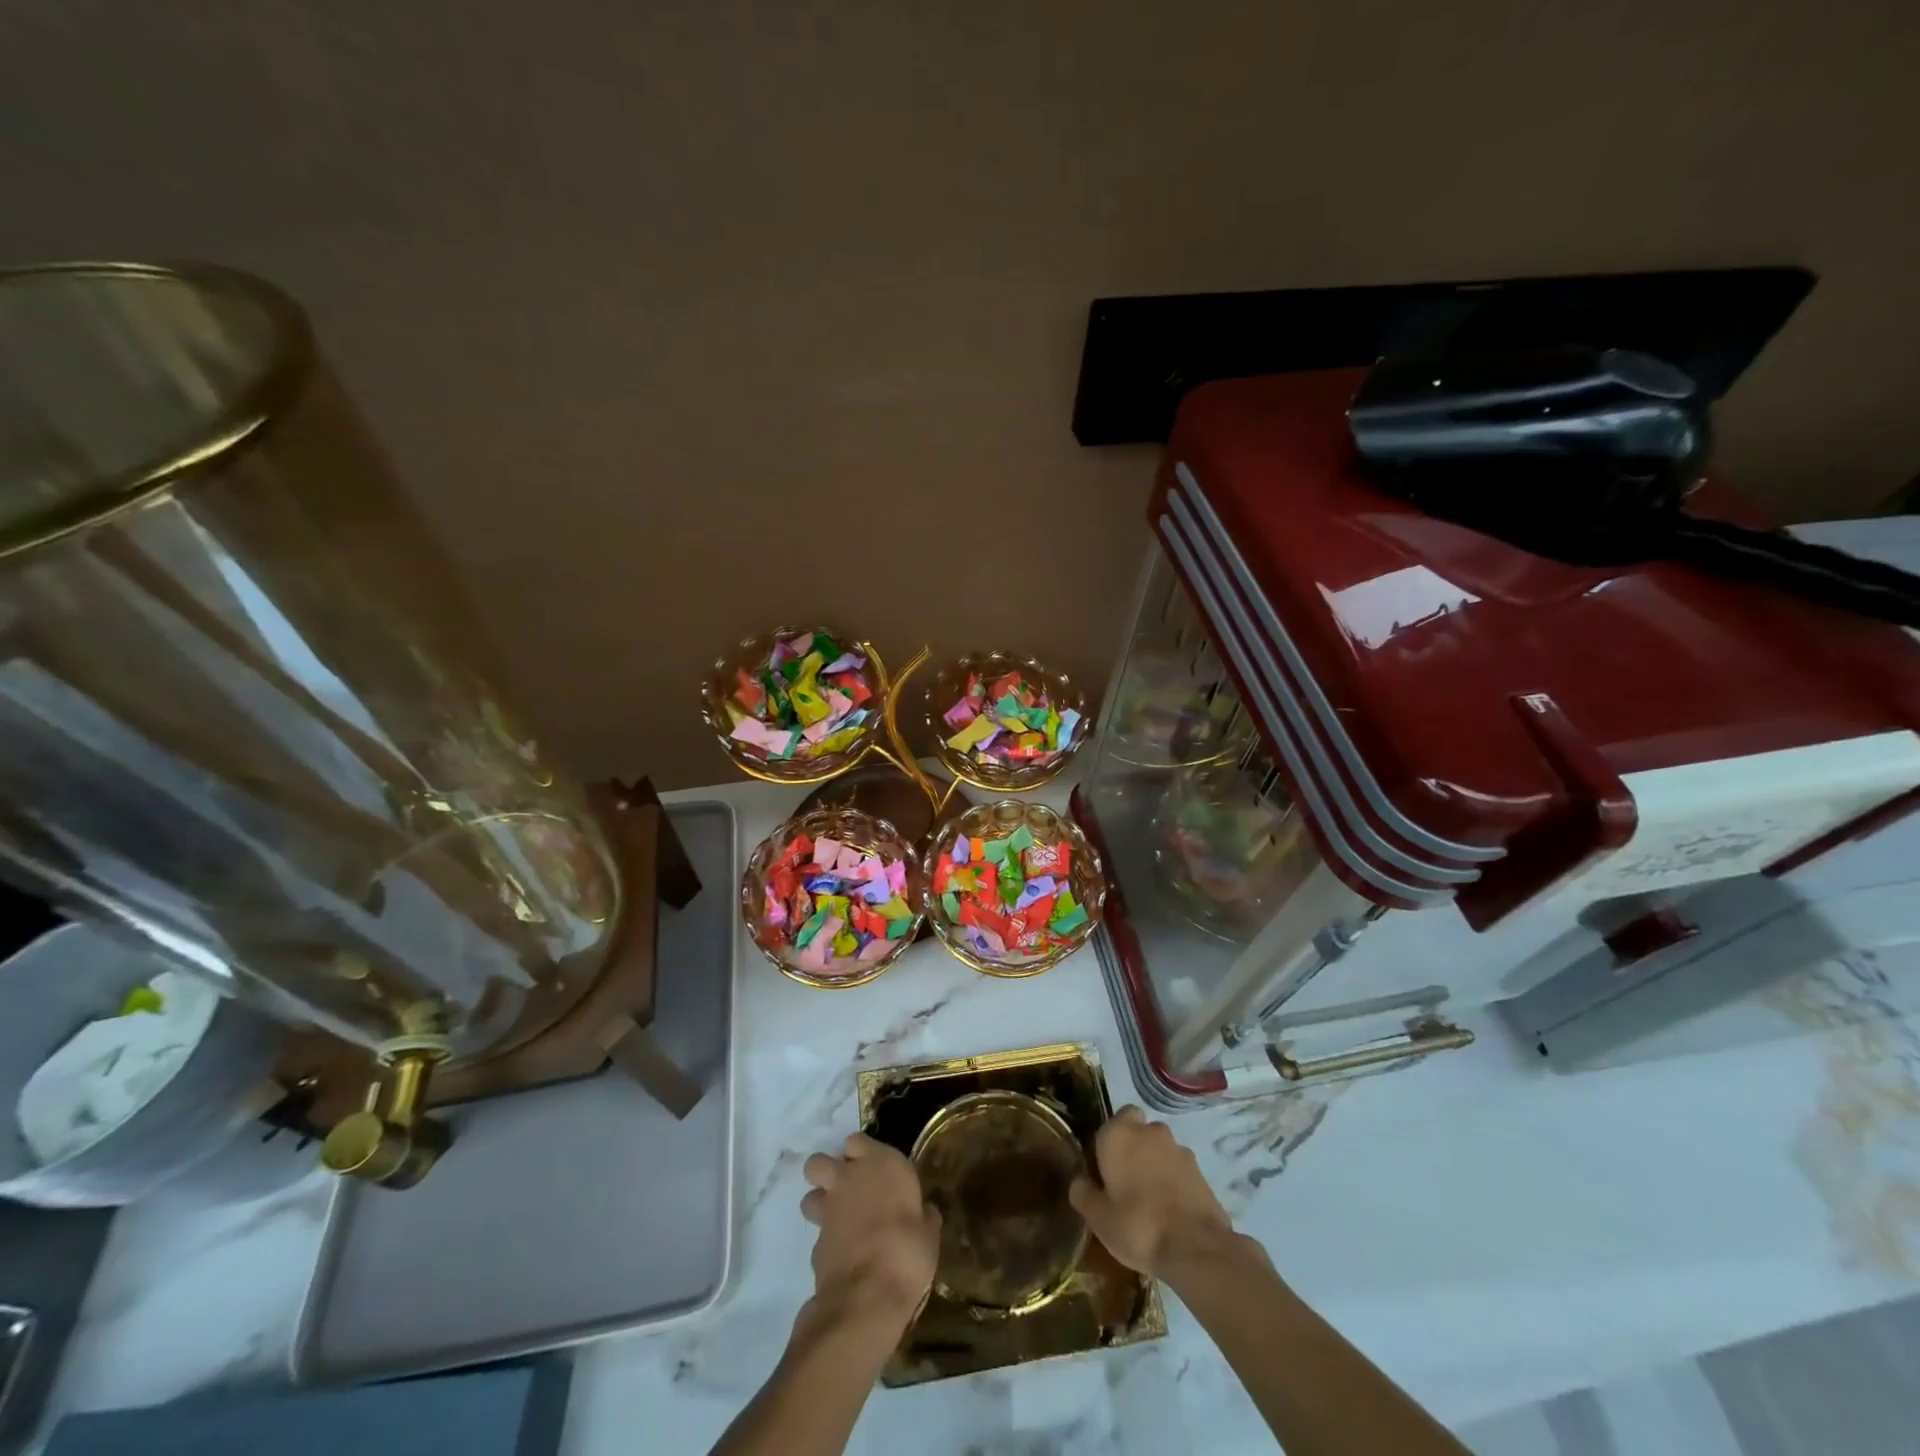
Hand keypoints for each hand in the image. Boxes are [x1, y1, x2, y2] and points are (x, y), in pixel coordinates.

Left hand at [801, 1133, 940, 1331]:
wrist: (868, 1296)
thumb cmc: (908, 1252)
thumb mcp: (928, 1235)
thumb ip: (923, 1218)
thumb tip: (926, 1213)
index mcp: (881, 1164)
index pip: (857, 1140)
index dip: (860, 1154)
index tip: (873, 1168)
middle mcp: (849, 1179)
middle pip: (818, 1162)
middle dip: (826, 1173)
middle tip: (846, 1190)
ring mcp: (827, 1212)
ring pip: (810, 1196)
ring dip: (820, 1205)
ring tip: (840, 1222)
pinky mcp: (814, 1244)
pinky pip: (817, 1235)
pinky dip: (827, 1243)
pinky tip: (844, 1257)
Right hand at [1069, 1106, 1246, 1279]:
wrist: (1195, 1248)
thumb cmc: (1137, 1226)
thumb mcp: (1097, 1217)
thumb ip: (1082, 1192)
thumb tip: (1080, 1180)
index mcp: (1118, 1134)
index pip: (1110, 1121)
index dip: (1107, 1143)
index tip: (1104, 1170)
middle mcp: (1148, 1131)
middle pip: (1137, 1129)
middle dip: (1132, 1146)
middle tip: (1126, 1181)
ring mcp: (1177, 1148)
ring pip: (1159, 1147)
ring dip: (1154, 1162)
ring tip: (1151, 1199)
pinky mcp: (1199, 1169)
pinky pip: (1178, 1167)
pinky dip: (1174, 1179)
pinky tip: (1171, 1209)